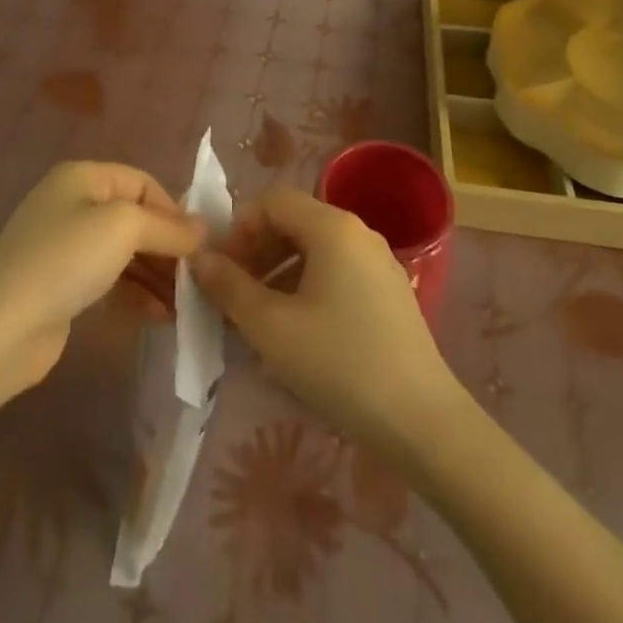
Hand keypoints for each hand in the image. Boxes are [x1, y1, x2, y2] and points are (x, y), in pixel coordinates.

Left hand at [0, 161, 205, 391]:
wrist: (1, 330)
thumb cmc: (66, 261)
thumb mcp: (124, 229)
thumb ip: (168, 227)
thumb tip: (204, 229)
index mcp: (82, 176)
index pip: (143, 183)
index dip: (174, 211)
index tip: (200, 247)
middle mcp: (71, 202)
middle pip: (135, 217)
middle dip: (167, 246)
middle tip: (196, 278)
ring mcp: (63, 245)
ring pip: (124, 251)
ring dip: (156, 274)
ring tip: (184, 304)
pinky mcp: (60, 283)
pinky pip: (109, 278)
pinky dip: (135, 292)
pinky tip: (159, 316)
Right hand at [192, 188, 464, 461]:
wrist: (421, 421)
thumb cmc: (339, 364)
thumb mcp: (271, 327)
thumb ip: (230, 287)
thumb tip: (200, 259)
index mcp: (332, 226)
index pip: (273, 201)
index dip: (239, 228)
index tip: (221, 269)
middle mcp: (358, 232)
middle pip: (295, 222)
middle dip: (257, 251)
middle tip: (233, 294)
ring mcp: (379, 262)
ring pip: (316, 250)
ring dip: (279, 272)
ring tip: (258, 317)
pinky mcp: (390, 292)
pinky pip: (337, 272)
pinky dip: (307, 287)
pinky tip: (297, 331)